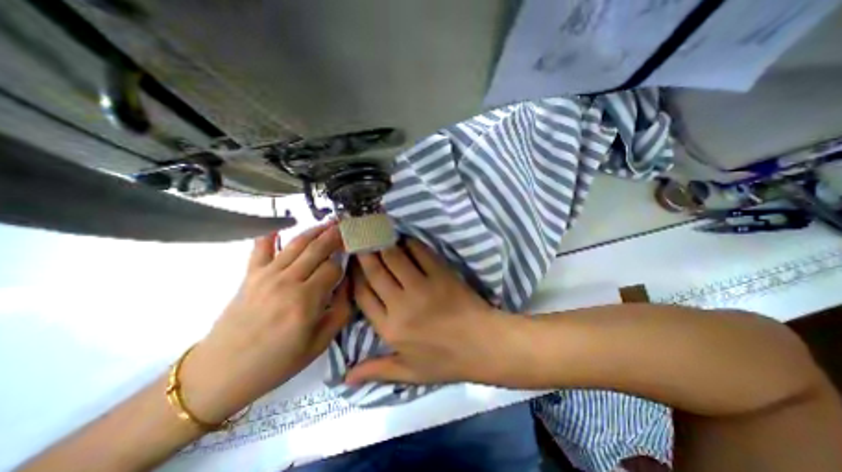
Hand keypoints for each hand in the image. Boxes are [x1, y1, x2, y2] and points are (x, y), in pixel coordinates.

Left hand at [182, 223, 351, 421]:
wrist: (221, 373)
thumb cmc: (277, 362)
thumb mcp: (320, 343)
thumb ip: (341, 310)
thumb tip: (348, 284)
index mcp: (306, 300)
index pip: (333, 268)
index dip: (345, 261)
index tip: (352, 257)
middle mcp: (287, 281)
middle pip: (317, 249)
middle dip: (335, 235)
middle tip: (348, 225)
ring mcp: (266, 275)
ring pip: (296, 244)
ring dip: (315, 230)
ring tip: (329, 222)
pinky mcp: (250, 275)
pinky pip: (261, 248)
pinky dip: (270, 233)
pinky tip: (280, 224)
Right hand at [344, 239, 513, 385]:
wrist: (483, 345)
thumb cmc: (446, 361)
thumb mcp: (409, 372)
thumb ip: (377, 370)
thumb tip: (344, 379)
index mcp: (390, 328)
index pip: (362, 295)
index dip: (355, 277)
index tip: (353, 265)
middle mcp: (400, 304)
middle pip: (375, 272)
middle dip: (365, 254)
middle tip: (361, 240)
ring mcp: (422, 286)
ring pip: (394, 257)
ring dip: (384, 244)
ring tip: (378, 235)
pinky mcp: (441, 274)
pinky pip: (420, 252)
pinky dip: (410, 243)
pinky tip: (405, 239)